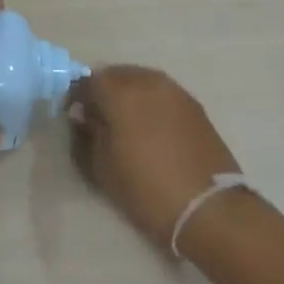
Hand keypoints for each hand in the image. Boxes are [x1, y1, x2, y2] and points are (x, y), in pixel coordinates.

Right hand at [67, 66, 240, 246]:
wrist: (209, 209)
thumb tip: (83, 115)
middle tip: (98, 117)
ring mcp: (176, 92)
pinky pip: (162, 94)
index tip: (74, 115)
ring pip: (142, 81)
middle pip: (116, 74)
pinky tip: (149, 127)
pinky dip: (150, 102)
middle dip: (103, 91)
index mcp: (121, 93)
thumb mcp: (101, 167)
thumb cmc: (146, 189)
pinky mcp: (196, 107)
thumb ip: (87, 134)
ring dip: (128, 94)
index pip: (88, 81)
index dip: (76, 96)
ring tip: (125, 122)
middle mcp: (148, 83)